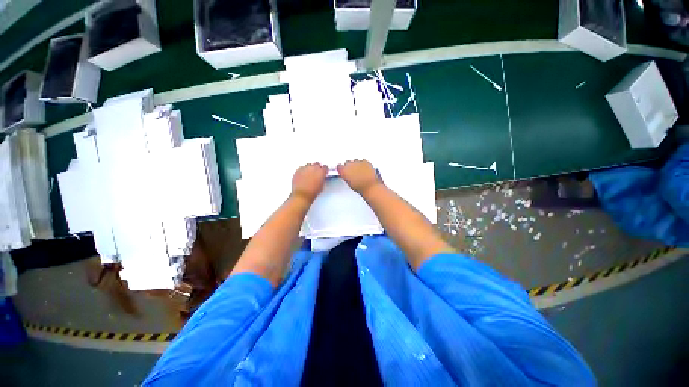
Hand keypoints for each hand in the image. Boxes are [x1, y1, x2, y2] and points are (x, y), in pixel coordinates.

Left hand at [291, 163, 327, 202]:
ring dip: (310, 168)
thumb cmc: (313, 192)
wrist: (302, 195)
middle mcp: (314, 168)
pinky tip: (302, 176)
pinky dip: (303, 171)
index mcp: (321, 172)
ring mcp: (305, 168)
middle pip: (317, 164)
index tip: (323, 172)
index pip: (325, 167)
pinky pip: (301, 168)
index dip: (324, 170)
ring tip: (308, 175)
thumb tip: (321, 178)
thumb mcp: (322, 186)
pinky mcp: (298, 170)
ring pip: (309, 165)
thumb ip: (322, 179)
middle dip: (317, 168)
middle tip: (316, 173)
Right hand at [337, 159, 381, 195]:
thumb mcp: (349, 183)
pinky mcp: (365, 161)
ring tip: (360, 171)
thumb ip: (346, 176)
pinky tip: (365, 169)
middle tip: (353, 172)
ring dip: (356, 165)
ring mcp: (358, 162)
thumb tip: (346, 175)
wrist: (370, 186)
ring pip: (355, 160)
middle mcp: (350, 165)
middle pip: (347, 162)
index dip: (341, 168)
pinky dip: (363, 164)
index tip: (343, 170)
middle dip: (349, 166)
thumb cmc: (360, 187)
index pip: (339, 166)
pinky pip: (363, 161)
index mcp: (344, 171)